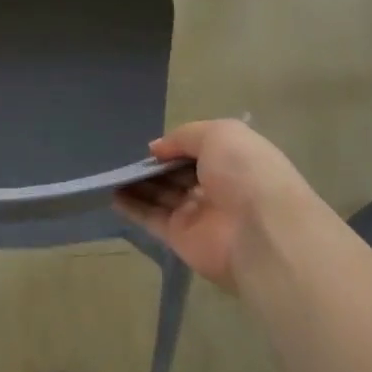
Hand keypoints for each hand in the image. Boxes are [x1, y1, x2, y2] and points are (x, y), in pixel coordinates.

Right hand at [115, 120, 315, 291]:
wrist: (260, 231)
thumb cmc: (245, 172)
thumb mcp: (218, 134)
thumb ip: (183, 137)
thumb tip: (156, 149)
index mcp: (234, 161)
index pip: (200, 151)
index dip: (177, 146)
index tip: (154, 146)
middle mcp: (218, 187)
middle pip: (179, 174)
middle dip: (157, 166)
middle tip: (127, 158)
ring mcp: (198, 214)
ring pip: (163, 195)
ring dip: (139, 184)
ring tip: (112, 172)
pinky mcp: (180, 238)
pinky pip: (151, 218)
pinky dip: (132, 206)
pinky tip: (111, 194)